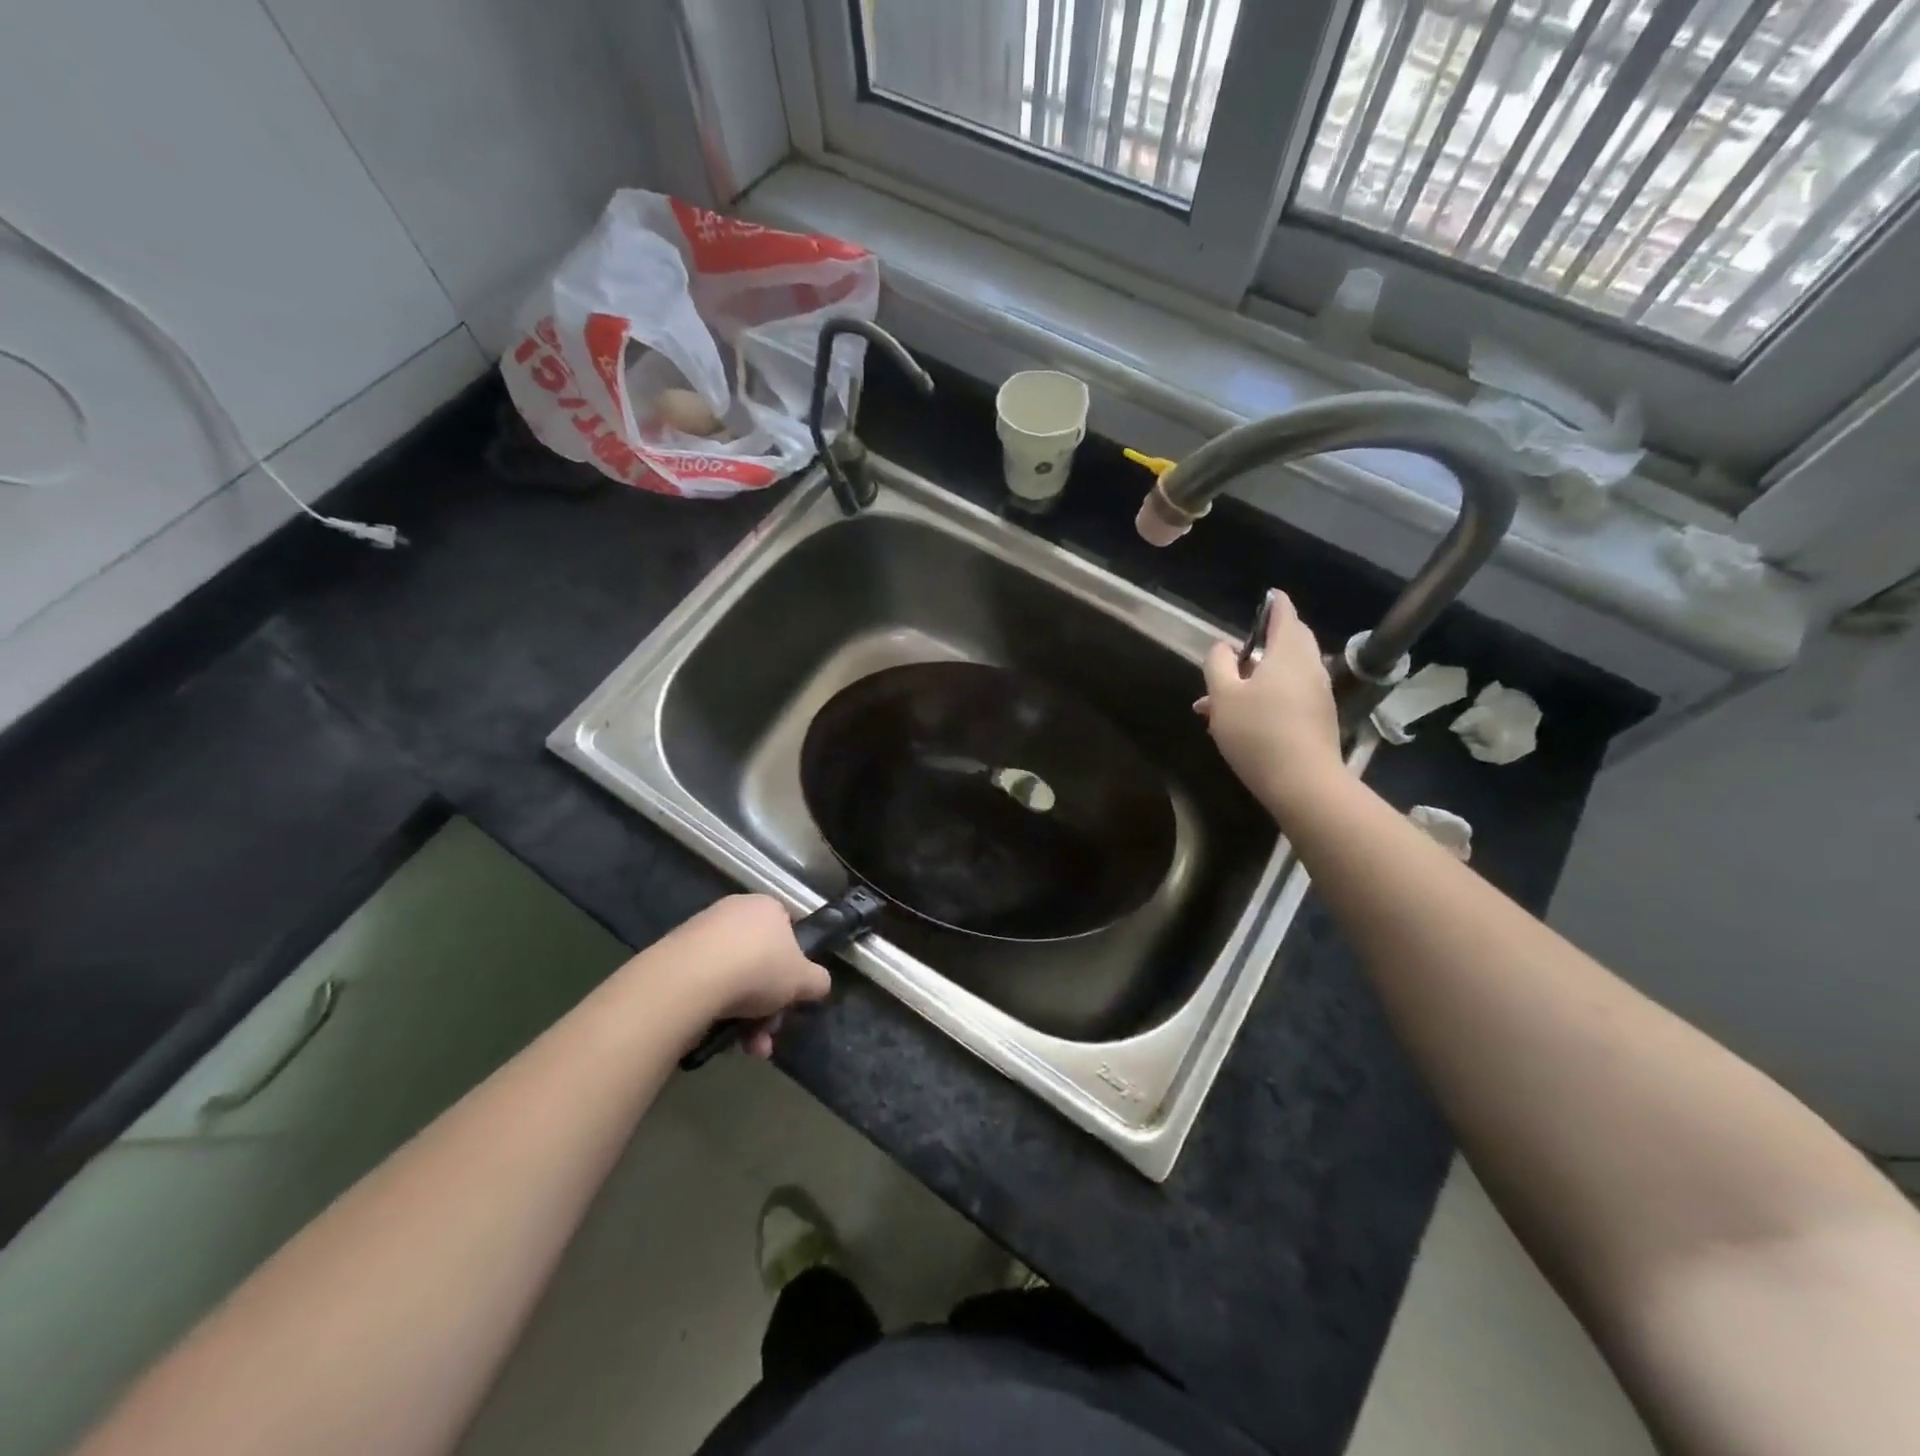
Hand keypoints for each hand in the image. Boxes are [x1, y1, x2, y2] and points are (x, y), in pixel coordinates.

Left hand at [662, 895, 830, 1057]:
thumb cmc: (759, 968)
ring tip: (749, 1047)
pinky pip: (707, 986)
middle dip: (769, 1004)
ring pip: (734, 979)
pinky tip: (721, 1037)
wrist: (692, 979)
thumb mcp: (805, 979)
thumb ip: (818, 981)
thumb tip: (817, 984)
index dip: (794, 966)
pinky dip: (717, 1012)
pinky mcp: (675, 957)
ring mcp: (702, 933)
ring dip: (747, 1017)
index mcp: (767, 907)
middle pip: (761, 962)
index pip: (788, 931)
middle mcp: (734, 912)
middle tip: (769, 1032)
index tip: (792, 996)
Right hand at [1195, 590, 1343, 814]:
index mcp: (1288, 652)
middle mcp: (1309, 666)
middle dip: (1264, 642)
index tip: (1267, 597)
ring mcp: (1318, 693)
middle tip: (1237, 650)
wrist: (1303, 783)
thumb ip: (1218, 665)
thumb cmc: (1257, 733)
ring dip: (1258, 676)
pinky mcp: (1319, 718)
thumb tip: (1223, 646)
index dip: (1273, 604)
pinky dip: (1268, 695)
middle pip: (1290, 642)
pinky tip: (1241, 720)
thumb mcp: (1223, 696)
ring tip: (1221, 698)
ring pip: (1286, 672)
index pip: (1284, 614)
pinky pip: (1290, 694)